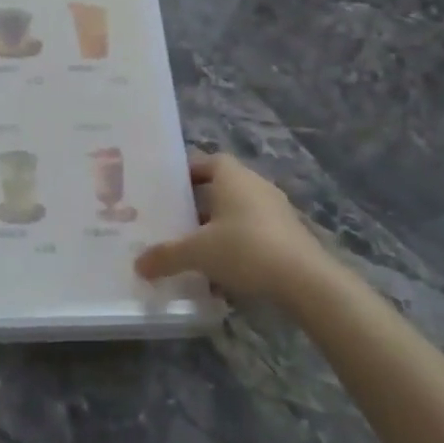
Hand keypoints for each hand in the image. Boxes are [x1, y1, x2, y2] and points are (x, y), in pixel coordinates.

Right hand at [134, 152, 333, 304]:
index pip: (207, 161)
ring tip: (195, 250)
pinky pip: (254, 234)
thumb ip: (166, 256)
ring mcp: (276, 211)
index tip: (167, 190)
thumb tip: (138, 265)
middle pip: (221, 188)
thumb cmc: (245, 249)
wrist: (305, 280)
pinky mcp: (288, 236)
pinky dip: (237, 247)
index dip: (186, 173)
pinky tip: (222, 275)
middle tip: (175, 222)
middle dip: (198, 205)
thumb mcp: (197, 253)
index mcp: (233, 177)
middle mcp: (255, 186)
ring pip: (238, 213)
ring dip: (218, 228)